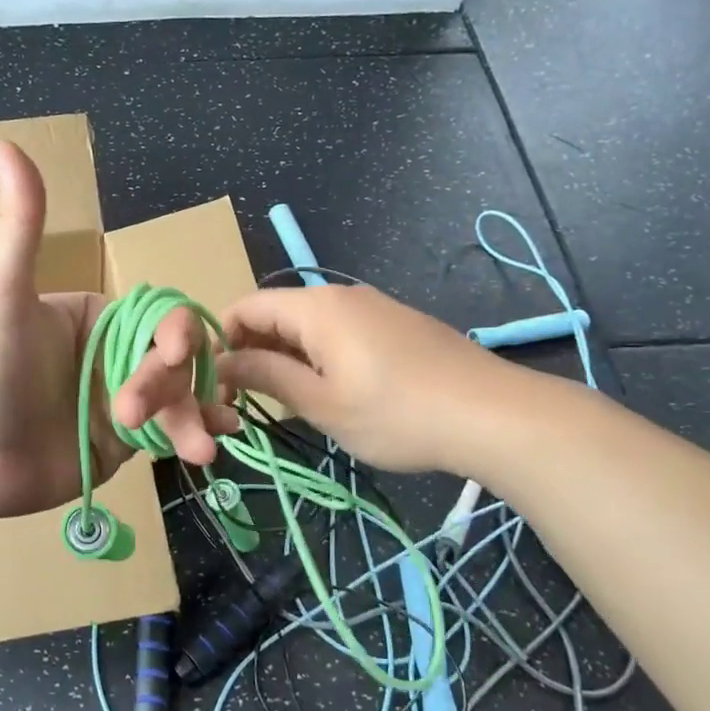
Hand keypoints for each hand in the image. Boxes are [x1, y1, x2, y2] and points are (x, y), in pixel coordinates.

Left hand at [0, 142, 238, 520]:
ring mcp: (121, 400)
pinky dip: (194, 437)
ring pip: (180, 397)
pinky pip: (168, 433)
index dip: (175, 332)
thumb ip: (17, 225)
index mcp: (97, 315)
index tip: (171, 355)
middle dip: (171, 385)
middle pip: (175, 360)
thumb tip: (4, 142)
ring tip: (201, 450)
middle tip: (131, 415)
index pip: (158, 316)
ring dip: (193, 417)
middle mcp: (114, 354)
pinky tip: (209, 448)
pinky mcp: (123, 443)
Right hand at [218, 285, 549, 475]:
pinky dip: (318, 356)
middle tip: (245, 398)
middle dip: (252, 350)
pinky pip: (339, 332)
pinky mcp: (396, 325)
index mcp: (316, 307)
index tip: (215, 381)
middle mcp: (341, 296)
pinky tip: (329, 392)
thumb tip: (223, 362)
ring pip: (309, 325)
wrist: (494, 415)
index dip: (222, 338)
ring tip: (285, 400)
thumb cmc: (396, 413)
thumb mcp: (322, 403)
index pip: (247, 306)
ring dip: (285, 356)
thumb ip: (267, 376)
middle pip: (277, 313)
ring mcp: (373, 308)